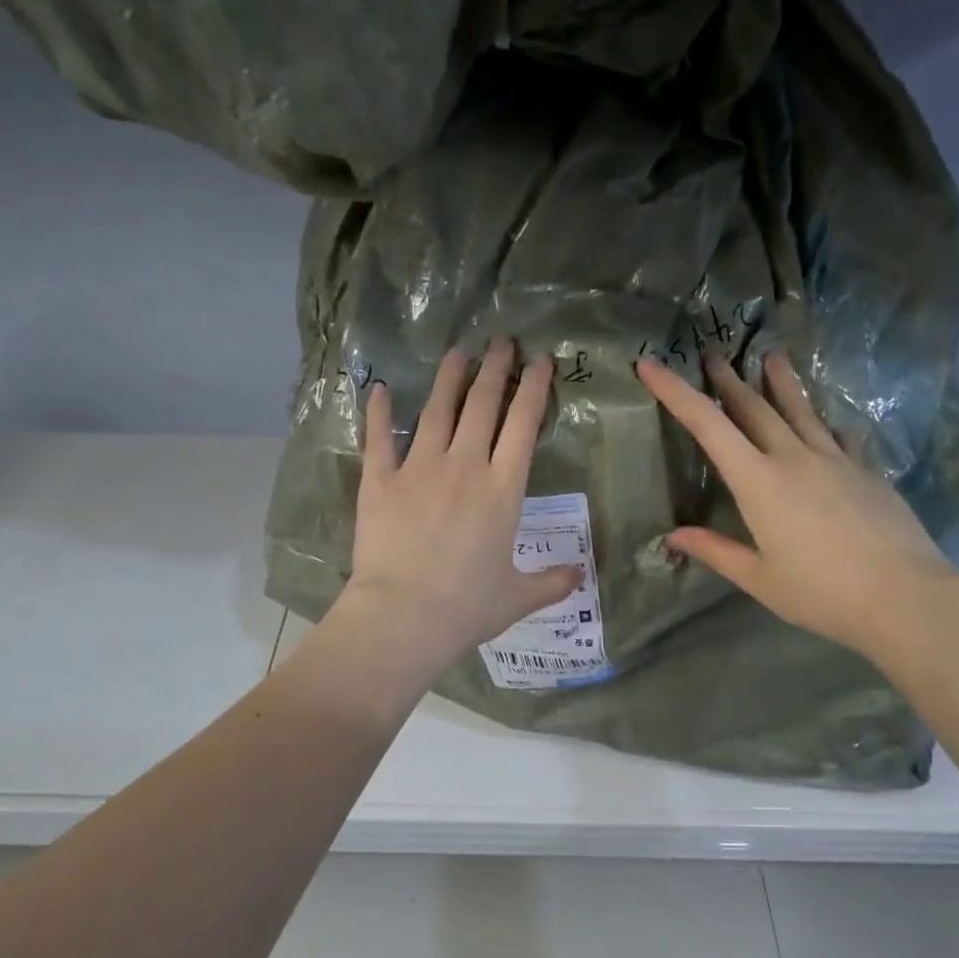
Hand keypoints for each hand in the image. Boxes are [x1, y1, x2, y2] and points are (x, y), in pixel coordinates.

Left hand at [334, 339, 581, 680]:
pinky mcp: (380, 481)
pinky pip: (379, 438)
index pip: (523, 424)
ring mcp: (418, 469)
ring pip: (436, 411)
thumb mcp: (518, 598)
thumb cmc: (467, 607)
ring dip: (449, 378)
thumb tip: (580, 574)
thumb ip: (552, 582)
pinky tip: (380, 389)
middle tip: (501, 341)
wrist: (404, 616)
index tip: (540, 361)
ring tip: (457, 353)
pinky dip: (379, 413)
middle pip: (482, 405)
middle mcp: (464, 466)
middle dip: (495, 368)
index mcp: (503, 490)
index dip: (533, 388)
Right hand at [636, 352, 958, 659]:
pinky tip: (828, 421)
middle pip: (754, 408)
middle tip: (712, 353)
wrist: (904, 595)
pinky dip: (825, 423)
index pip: (707, 426)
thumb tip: (673, 536)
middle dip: (727, 380)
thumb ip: (715, 551)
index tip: (651, 364)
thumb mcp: (758, 579)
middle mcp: (794, 458)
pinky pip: (839, 436)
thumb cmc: (820, 593)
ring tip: (772, 356)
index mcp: (759, 483)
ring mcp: (836, 460)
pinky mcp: (866, 471)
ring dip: (781, 383)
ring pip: (801, 410)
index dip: (675, 392)